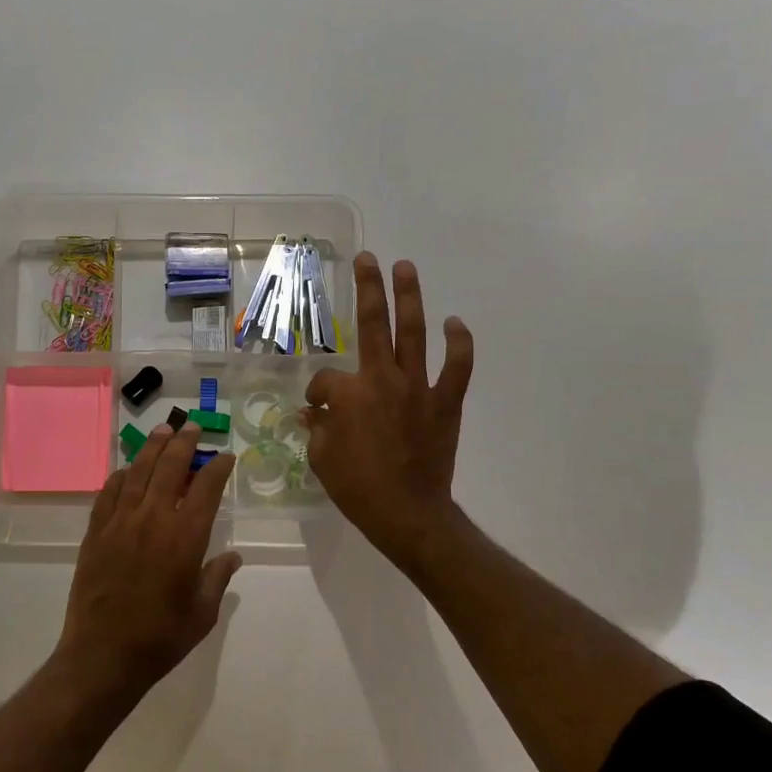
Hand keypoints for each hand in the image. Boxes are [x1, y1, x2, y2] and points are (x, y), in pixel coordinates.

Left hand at [57, 424, 240, 696]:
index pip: (205, 489)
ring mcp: (120, 523)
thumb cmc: (160, 638)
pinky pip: (108, 494)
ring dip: (152, 449)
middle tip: (192, 428)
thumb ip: (217, 578)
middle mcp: (153, 520)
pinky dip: (119, 477)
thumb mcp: (202, 613)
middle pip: (169, 468)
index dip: (217, 468)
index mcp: (184, 538)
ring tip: (162, 431)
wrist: (103, 655)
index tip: (225, 456)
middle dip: (183, 443)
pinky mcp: (96, 533)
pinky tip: (125, 470)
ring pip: (137, 473)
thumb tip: (233, 556)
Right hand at [304, 253, 474, 569]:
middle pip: (374, 324)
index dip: (317, 393)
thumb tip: (312, 412)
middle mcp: (382, 379)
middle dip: (369, 288)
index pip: (326, 379)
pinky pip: (457, 367)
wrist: (406, 512)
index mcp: (348, 393)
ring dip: (410, 297)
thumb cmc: (356, 487)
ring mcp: (418, 387)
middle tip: (367, 259)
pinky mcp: (445, 402)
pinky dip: (459, 344)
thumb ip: (316, 427)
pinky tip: (455, 322)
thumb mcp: (320, 457)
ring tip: (406, 267)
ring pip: (414, 333)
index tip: (316, 410)